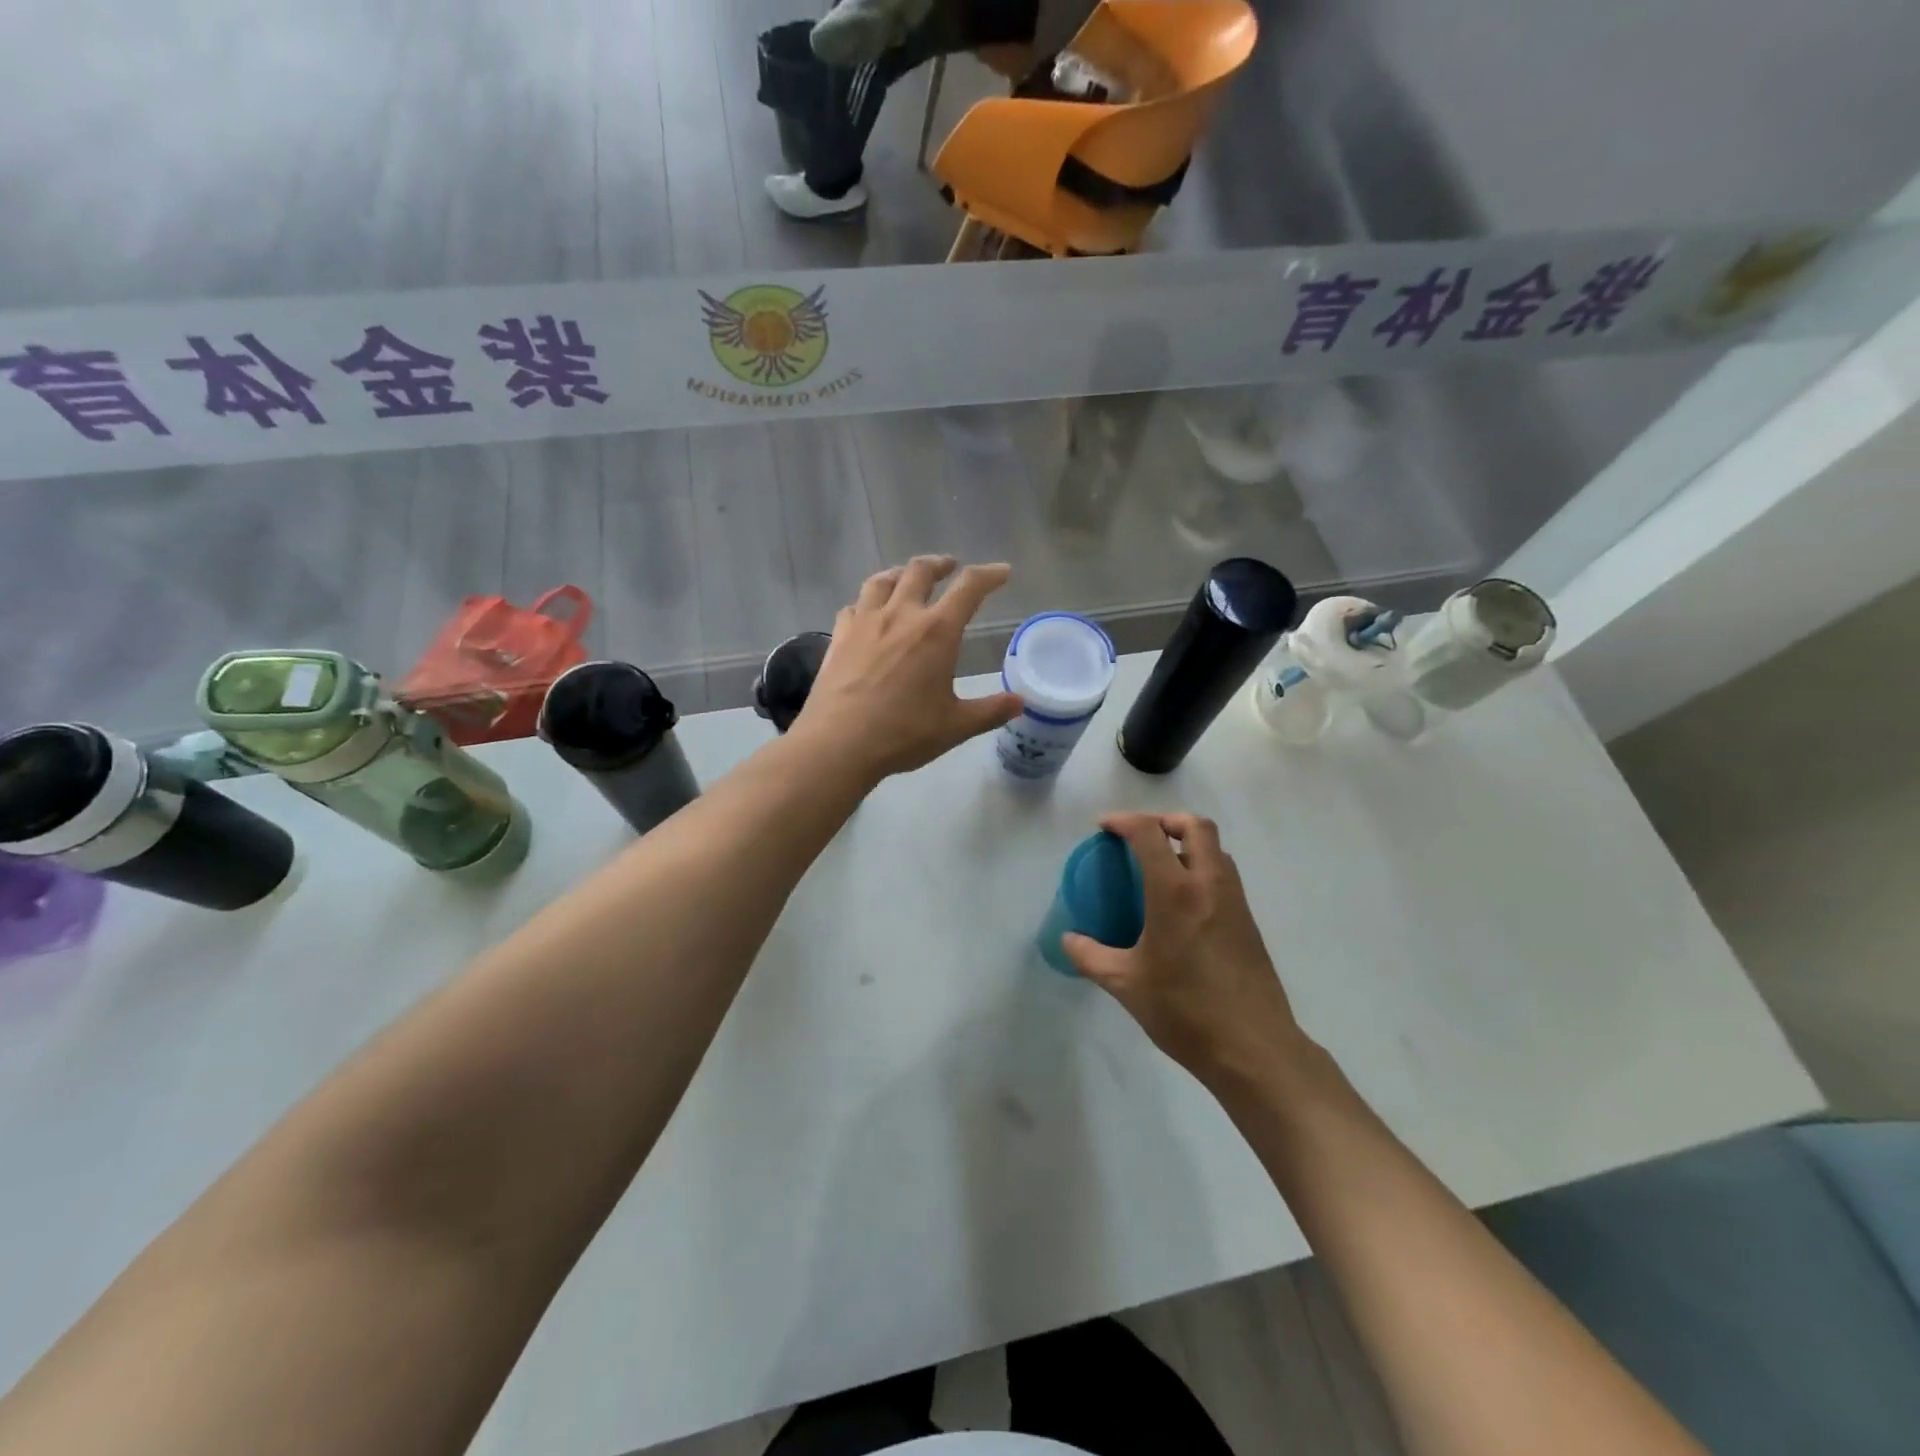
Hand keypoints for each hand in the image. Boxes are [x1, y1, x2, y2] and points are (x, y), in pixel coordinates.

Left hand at [795, 556, 1022, 779]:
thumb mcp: (955, 726)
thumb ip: (990, 711)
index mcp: (936, 632)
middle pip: (920, 571)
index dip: (989, 575)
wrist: (839, 743)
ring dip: (901, 573)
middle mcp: (901, 615)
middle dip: (939, 564)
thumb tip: (1020, 702)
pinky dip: (867, 603)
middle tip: (949, 567)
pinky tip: (867, 614)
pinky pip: (854, 606)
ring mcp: (865, 622)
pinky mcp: (839, 637)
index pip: (969, 588)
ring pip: (882, 580)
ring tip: (907, 579)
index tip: (1001, 572)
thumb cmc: (903, 733)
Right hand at [1063, 811, 1302, 1081]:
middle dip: (1165, 819)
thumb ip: (1091, 956)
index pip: (1149, 833)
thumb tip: (1067, 940)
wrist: (1253, 1049)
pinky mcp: (1248, 922)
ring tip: (1159, 867)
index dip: (1124, 820)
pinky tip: (1181, 904)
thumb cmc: (1184, 1011)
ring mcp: (1235, 902)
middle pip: (1196, 825)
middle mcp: (1209, 885)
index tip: (1104, 827)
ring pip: (1216, 849)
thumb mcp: (1126, 984)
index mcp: (1175, 892)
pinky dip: (1201, 869)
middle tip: (1139, 837)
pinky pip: (1224, 876)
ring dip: (1187, 843)